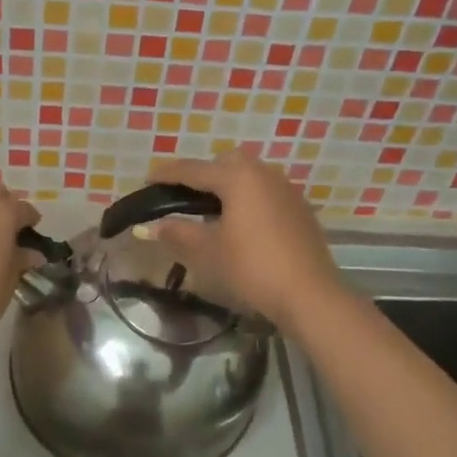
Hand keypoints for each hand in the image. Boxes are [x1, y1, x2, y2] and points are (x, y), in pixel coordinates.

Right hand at [145, 151, 342, 327]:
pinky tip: (243, 225)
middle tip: (185, 197)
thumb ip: (178, 233)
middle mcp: (264, 173)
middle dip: (203, 174)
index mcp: (238, 177)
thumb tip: (152, 226)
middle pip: (226, 162)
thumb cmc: (251, 268)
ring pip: (250, 175)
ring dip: (228, 185)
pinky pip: (266, 192)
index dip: (167, 173)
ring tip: (212, 212)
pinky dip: (249, 199)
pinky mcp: (300, 208)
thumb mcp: (208, 251)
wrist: (309, 294)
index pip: (193, 169)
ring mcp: (286, 189)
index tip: (147, 178)